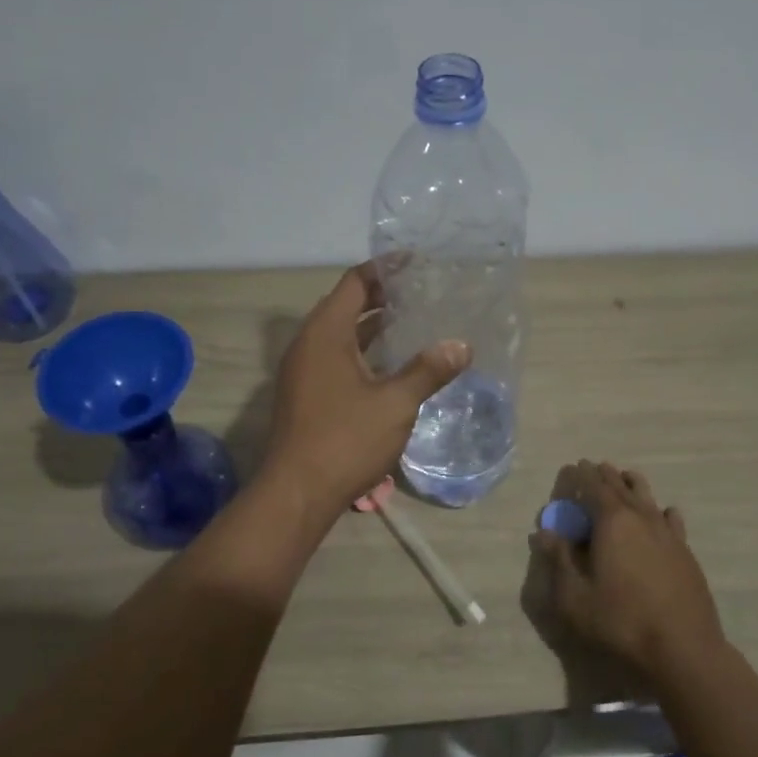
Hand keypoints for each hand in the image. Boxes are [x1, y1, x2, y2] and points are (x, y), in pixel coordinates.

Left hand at [262, 263, 469, 515]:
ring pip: (341, 334)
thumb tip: (461, 346)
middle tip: (422, 292)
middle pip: (346, 305)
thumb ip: (428, 371)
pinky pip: (336, 357)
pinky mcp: (306, 393)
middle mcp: (309, 344)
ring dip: (373, 326)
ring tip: (414, 322)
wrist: (296, 494)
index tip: (416, 262)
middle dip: (382, 296)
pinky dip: (363, 351)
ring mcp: (303, 370)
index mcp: (325, 334)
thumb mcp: (395, 404)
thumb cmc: (345, 440)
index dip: (385, 269)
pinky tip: (392, 364)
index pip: (355, 283)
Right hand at [528, 461, 724, 681]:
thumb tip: (544, 533)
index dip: (581, 475)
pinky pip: (671, 519)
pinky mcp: (685, 552)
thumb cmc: (621, 622)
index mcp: (612, 522)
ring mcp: (667, 533)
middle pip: (620, 486)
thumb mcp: (575, 598)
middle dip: (605, 475)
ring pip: (648, 497)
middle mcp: (641, 517)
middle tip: (594, 467)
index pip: (593, 487)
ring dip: (632, 485)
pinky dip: (661, 510)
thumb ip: (558, 561)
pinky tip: (663, 513)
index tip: (573, 466)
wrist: (684, 649)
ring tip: (625, 478)